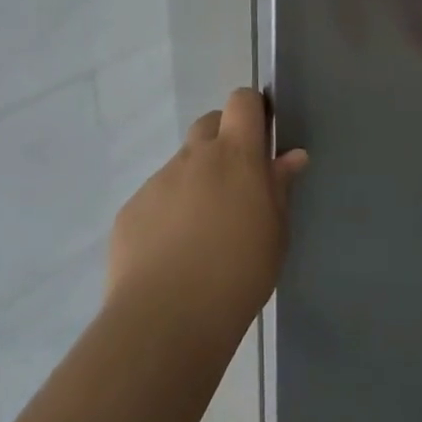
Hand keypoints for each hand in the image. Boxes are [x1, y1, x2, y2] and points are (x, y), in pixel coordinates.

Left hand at [107, 88, 307, 334]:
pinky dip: (167, 212)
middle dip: (223, 141)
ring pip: (181, 165)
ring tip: (202, 232)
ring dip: (195, 181)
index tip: (261, 136)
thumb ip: (279, 188)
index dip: (252, 110)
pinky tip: (172, 253)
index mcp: (235, 156)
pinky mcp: (130, 210)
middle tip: (235, 184)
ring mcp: (157, 182)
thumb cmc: (238, 273)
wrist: (167, 319)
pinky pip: (155, 198)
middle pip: (208, 124)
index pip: (242, 102)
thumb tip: (290, 157)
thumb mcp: (275, 233)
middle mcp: (193, 157)